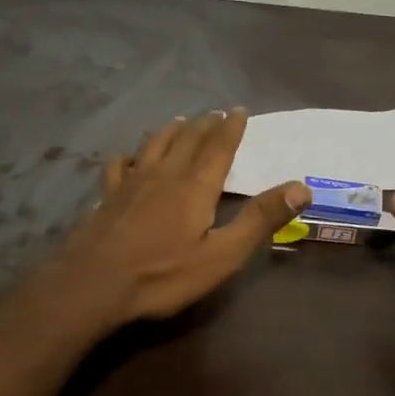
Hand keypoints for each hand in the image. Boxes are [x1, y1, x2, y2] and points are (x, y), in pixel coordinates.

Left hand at [55, 109, 309, 327]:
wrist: (93, 285)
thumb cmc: (163, 275)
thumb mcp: (222, 255)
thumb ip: (260, 220)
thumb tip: (301, 187)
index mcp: (195, 186)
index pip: (218, 147)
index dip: (230, 128)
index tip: (239, 110)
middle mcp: (164, 174)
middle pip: (187, 140)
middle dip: (204, 125)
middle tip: (214, 113)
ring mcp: (131, 183)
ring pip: (154, 145)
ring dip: (170, 131)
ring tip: (180, 121)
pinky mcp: (107, 197)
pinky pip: (119, 166)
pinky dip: (128, 156)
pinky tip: (127, 156)